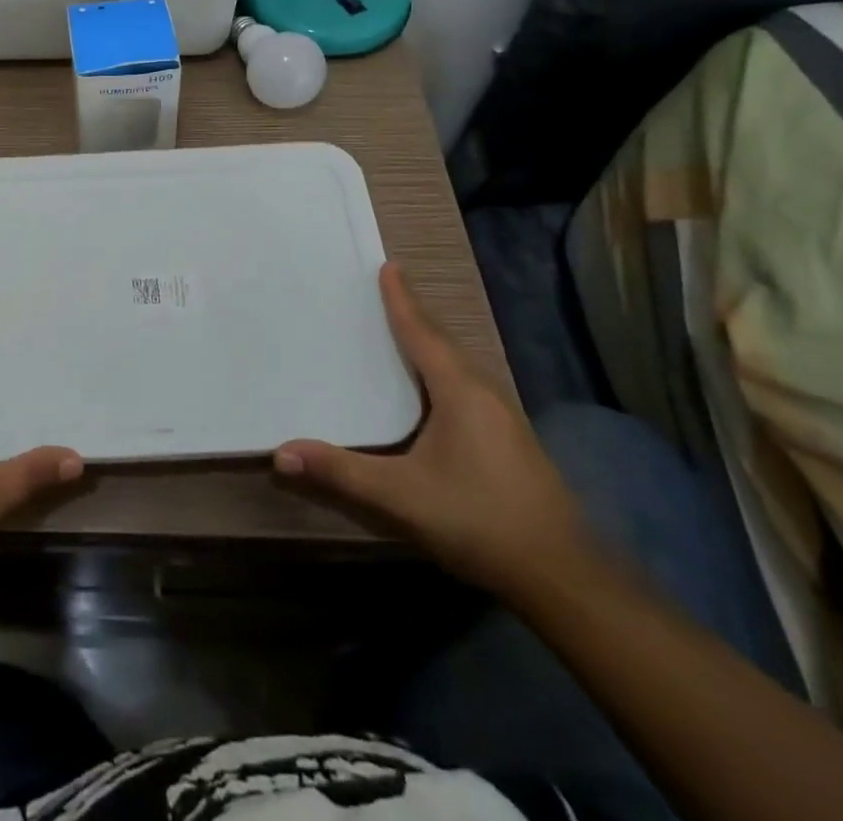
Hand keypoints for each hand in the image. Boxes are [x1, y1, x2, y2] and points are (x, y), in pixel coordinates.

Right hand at [275, 264, 591, 598]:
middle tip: (386, 291)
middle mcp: (484, 393)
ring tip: (403, 330)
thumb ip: (341, 472)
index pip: (423, 333)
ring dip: (430, 342)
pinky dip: (441, 369)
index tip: (388, 266)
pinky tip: (431, 388)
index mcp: (460, 391)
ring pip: (458, 365)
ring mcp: (503, 417)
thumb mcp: (401, 497)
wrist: (562, 576)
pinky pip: (466, 385)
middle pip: (443, 342)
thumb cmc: (479, 521)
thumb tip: (281, 453)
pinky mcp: (509, 440)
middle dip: (414, 315)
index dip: (402, 300)